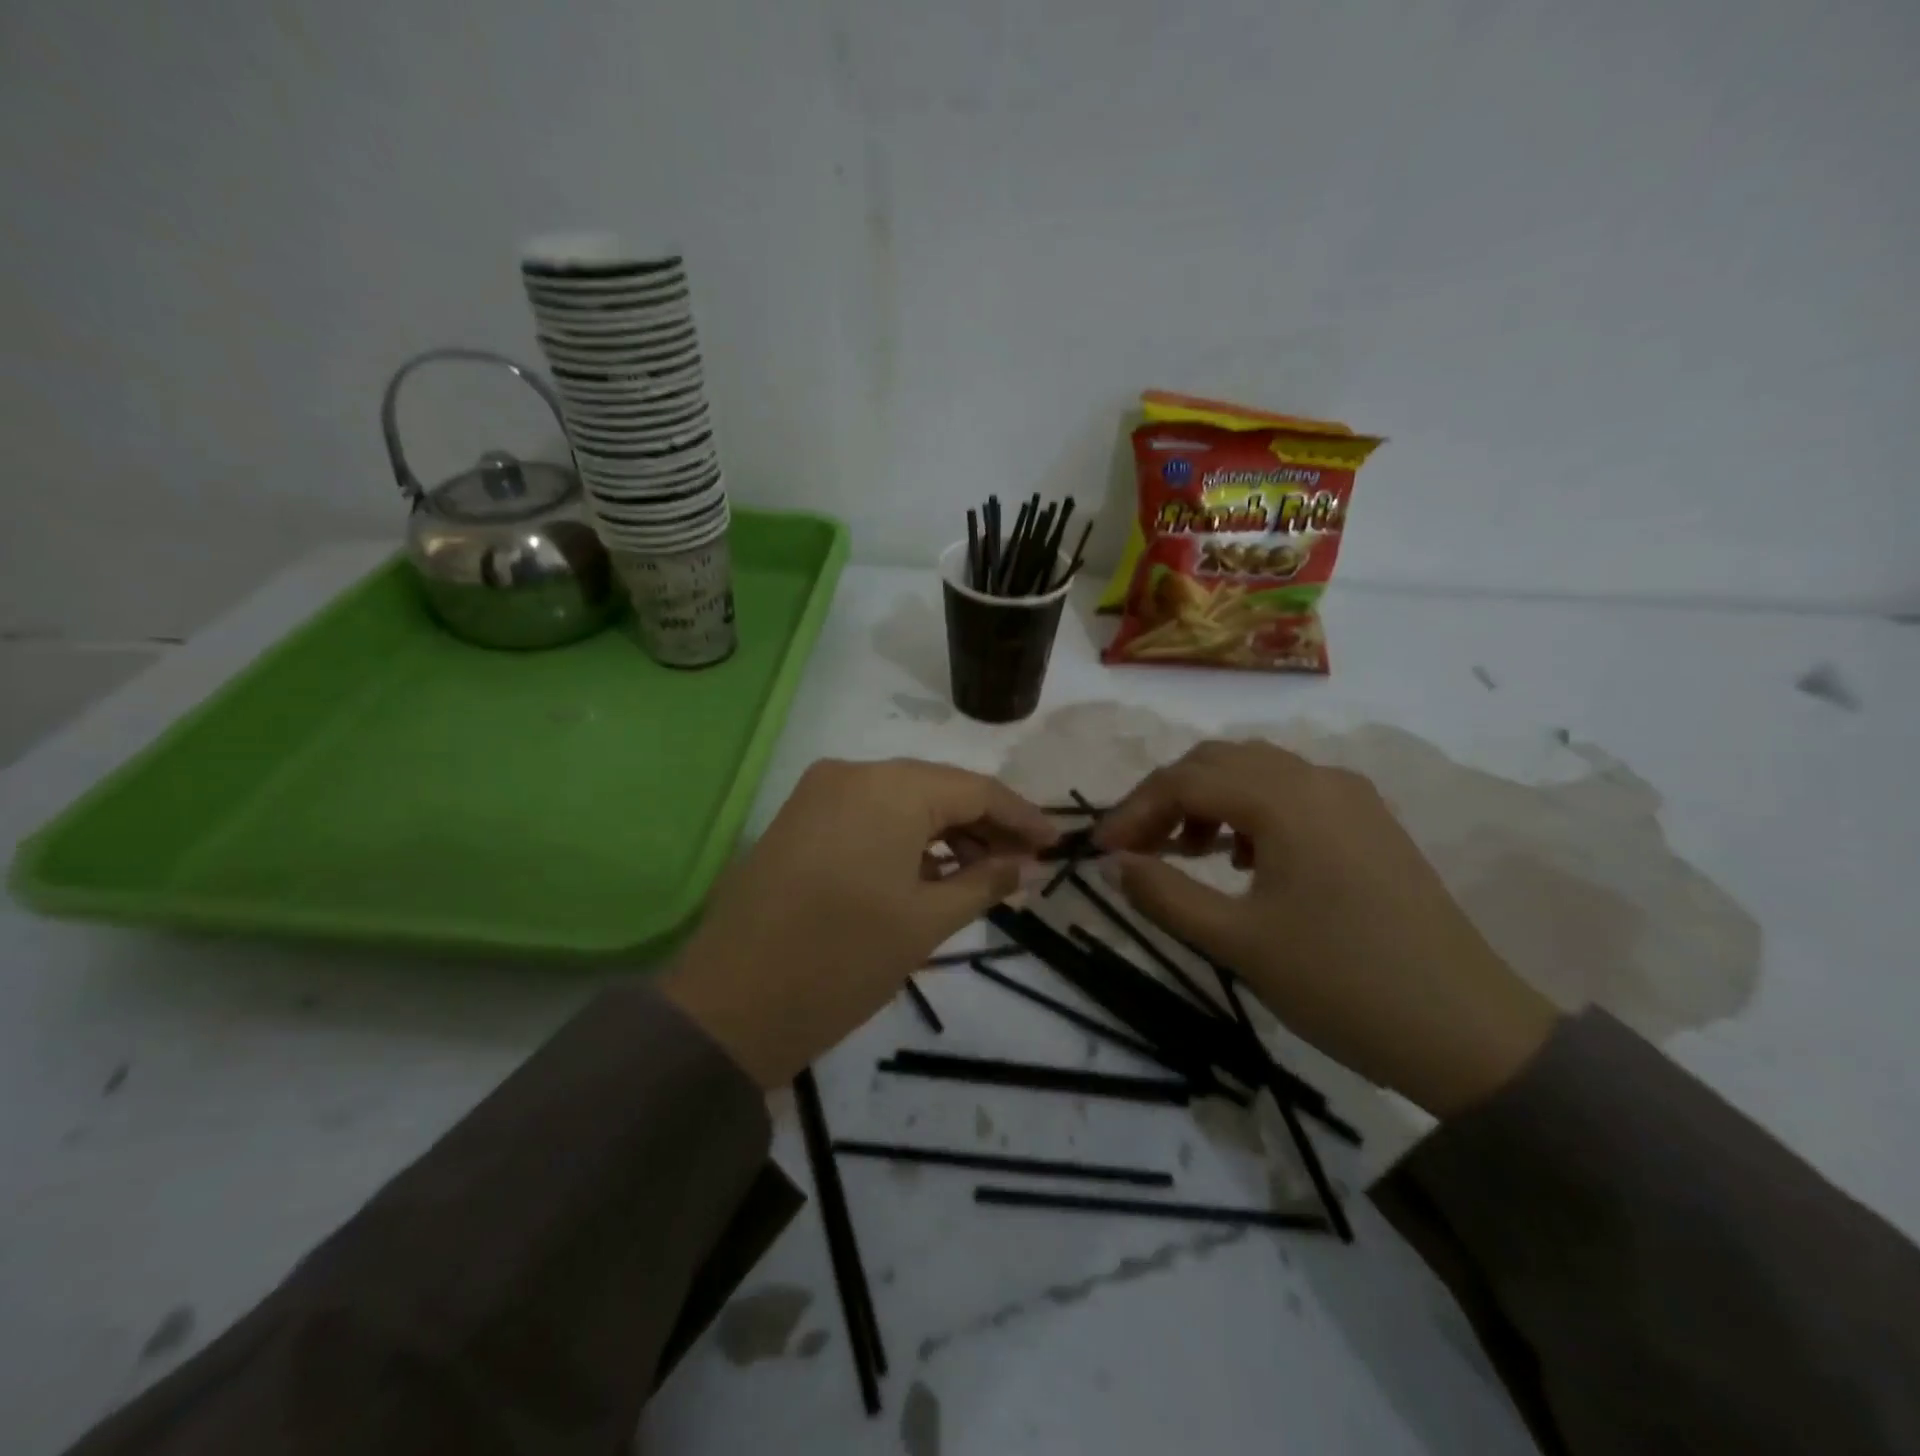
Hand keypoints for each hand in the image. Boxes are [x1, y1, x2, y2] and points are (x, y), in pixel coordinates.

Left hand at [661, 758, 1057, 1087]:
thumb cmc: (843, 962)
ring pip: (901, 800)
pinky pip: (867, 815)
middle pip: (937, 788)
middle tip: (1023, 865)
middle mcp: (852, 772)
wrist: (729, 1008)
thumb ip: (985, 882)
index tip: (1056, 845)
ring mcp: (818, 793)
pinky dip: (904, 838)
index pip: (975, 789)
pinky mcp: (798, 819)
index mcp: (890, 787)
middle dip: (984, 825)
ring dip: (944, 833)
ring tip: (982, 875)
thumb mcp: (926, 922)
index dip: (1021, 816)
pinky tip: (929, 873)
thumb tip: (1028, 865)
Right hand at [1093, 740, 1559, 1117]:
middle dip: (1166, 799)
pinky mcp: (1368, 823)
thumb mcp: (1237, 942)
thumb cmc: (1342, 983)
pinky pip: (1289, 793)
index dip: (1133, 811)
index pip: (1185, 781)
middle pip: (1217, 762)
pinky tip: (1242, 859)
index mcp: (1286, 799)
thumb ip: (1163, 893)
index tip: (1100, 852)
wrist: (1468, 1032)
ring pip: (1254, 772)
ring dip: (1206, 801)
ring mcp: (1350, 797)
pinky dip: (1248, 811)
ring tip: (1184, 853)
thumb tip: (1112, 863)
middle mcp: (1318, 779)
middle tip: (1135, 849)